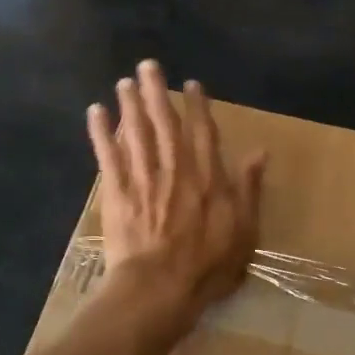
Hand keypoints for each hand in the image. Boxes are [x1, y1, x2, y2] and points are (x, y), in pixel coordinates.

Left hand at [86, 60, 266, 315]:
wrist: (160, 288)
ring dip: (130, 104)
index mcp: (208, 177)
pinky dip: (100, 132)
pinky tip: (95, 112)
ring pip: (136, 132)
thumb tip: (260, 152)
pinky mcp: (117, 192)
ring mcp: (144, 178)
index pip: (203, 132)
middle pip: (165, 122)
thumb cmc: (207, 266)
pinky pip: (108, 155)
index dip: (198, 106)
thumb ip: (249, 189)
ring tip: (124, 81)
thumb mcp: (244, 231)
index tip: (192, 84)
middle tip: (148, 65)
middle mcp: (175, 168)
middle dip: (156, 92)